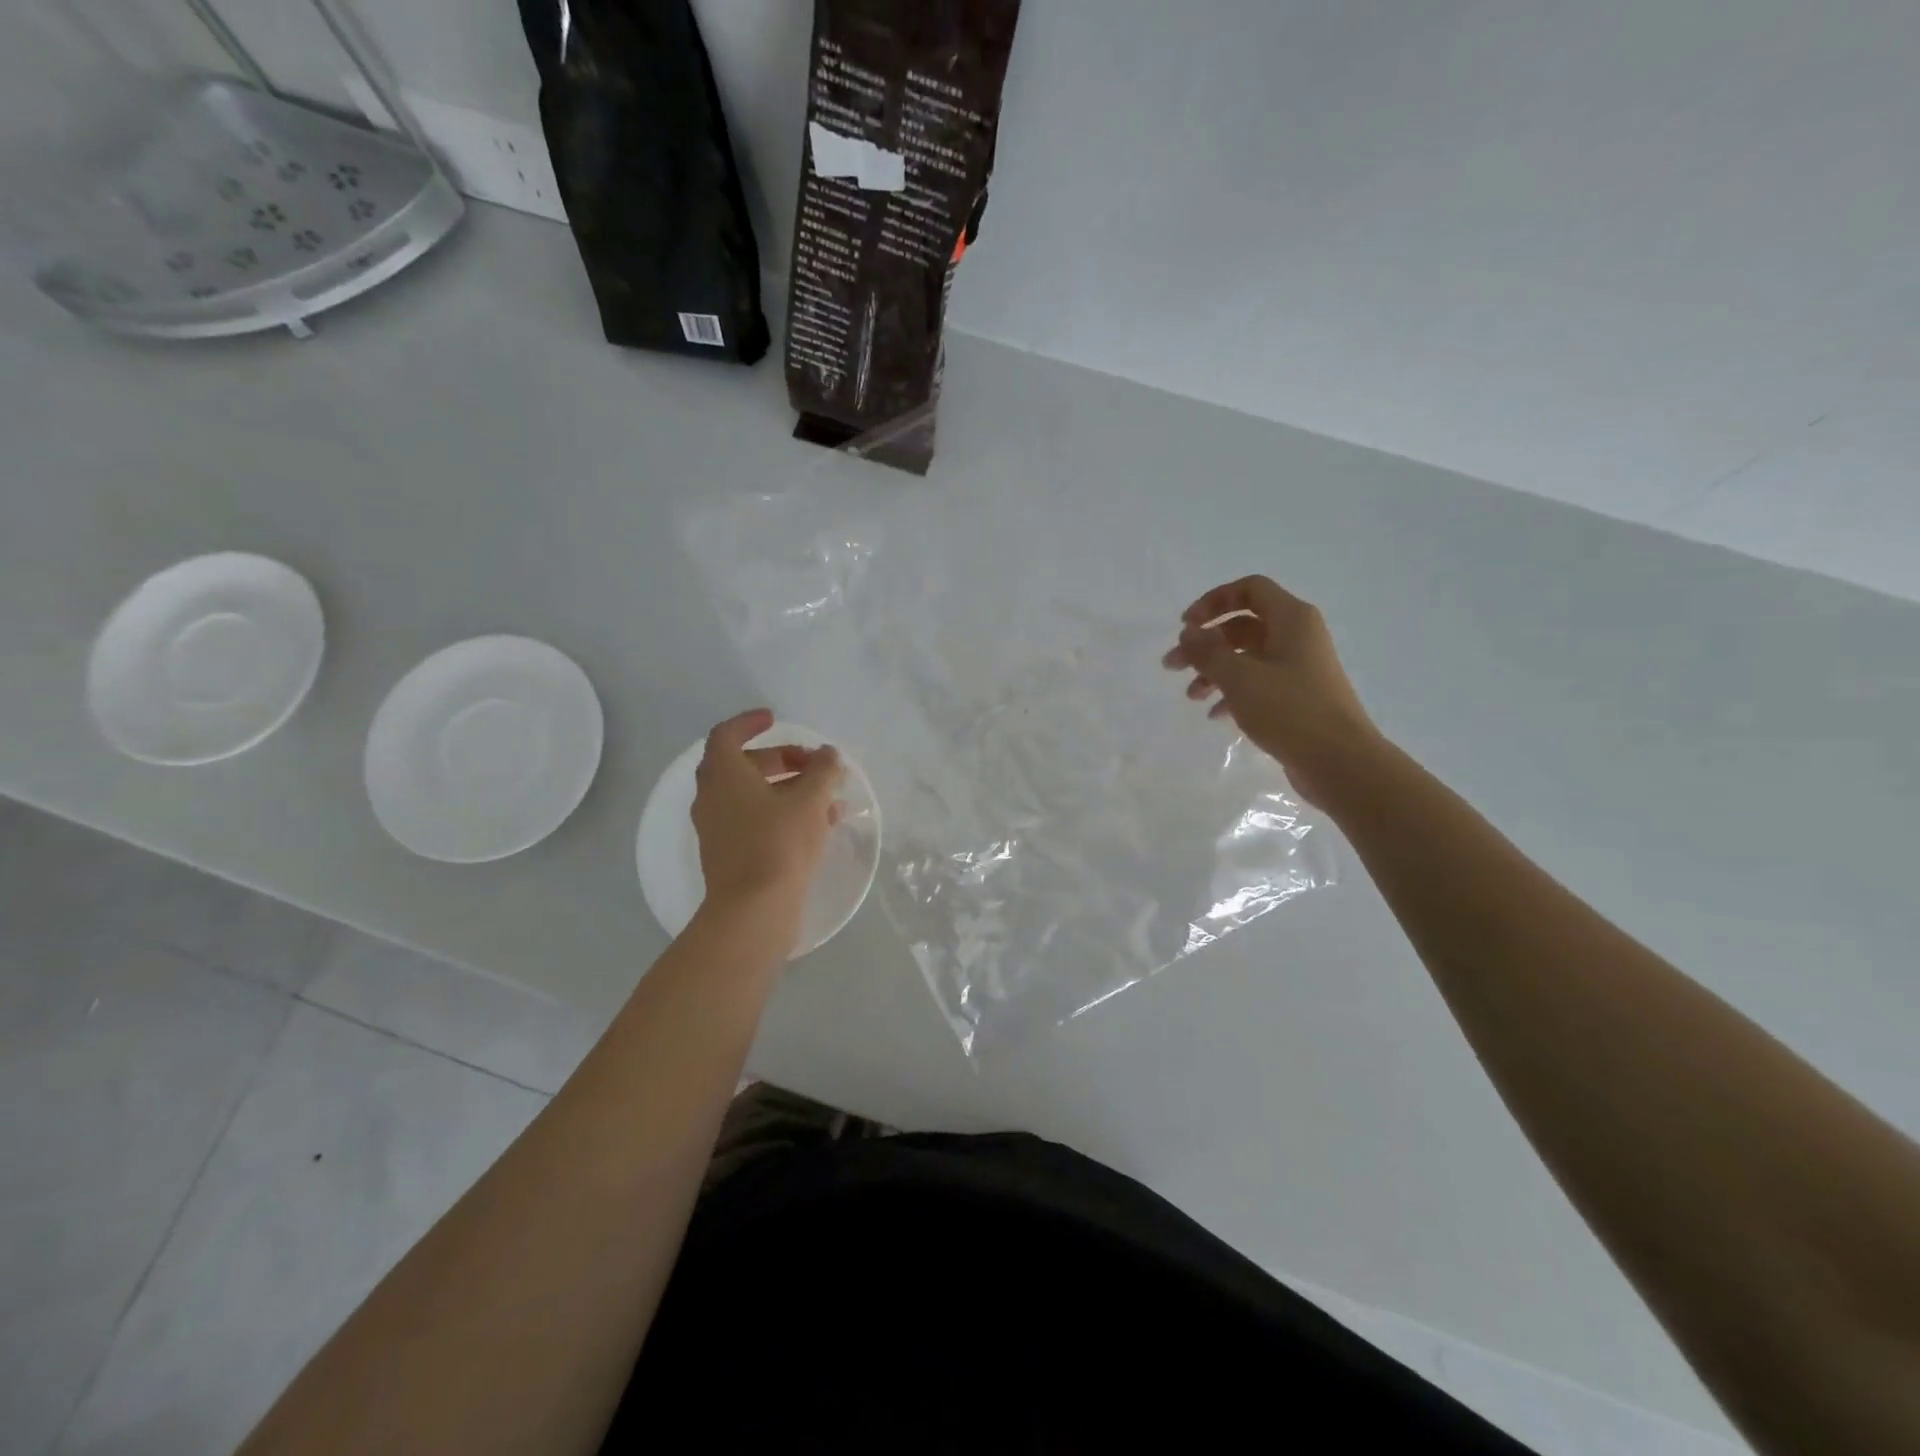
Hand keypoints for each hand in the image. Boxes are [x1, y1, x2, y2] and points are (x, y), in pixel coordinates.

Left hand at [691, 709, 845, 927]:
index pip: (726, 735)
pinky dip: (783, 814)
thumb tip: (829, 755)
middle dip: (780, 759)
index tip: (775, 719)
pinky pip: (756, 821)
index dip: (750, 723)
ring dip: (788, 789)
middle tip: (813, 763)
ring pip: (753, 796)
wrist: (753, 911)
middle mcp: (712, 799)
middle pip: (743, 766)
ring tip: (828, 796)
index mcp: (723, 776)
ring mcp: (718, 829)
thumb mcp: (810, 800)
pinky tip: (820, 825)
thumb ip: (823, 771)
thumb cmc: (779, 844)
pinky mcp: (730, 855)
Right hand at [1164, 575, 1380, 804]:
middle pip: (1242, 626)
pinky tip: (1215, 715)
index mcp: (1291, 619)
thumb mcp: (1240, 678)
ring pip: (1247, 657)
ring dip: (1214, 670)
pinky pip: (1258, 683)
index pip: (1249, 589)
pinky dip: (1232, 692)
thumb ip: (1208, 651)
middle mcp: (1297, 637)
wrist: (1340, 762)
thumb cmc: (1290, 711)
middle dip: (1205, 643)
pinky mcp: (1297, 697)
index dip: (1214, 601)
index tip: (1186, 626)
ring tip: (1191, 696)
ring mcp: (1299, 668)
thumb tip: (1189, 633)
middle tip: (1173, 666)